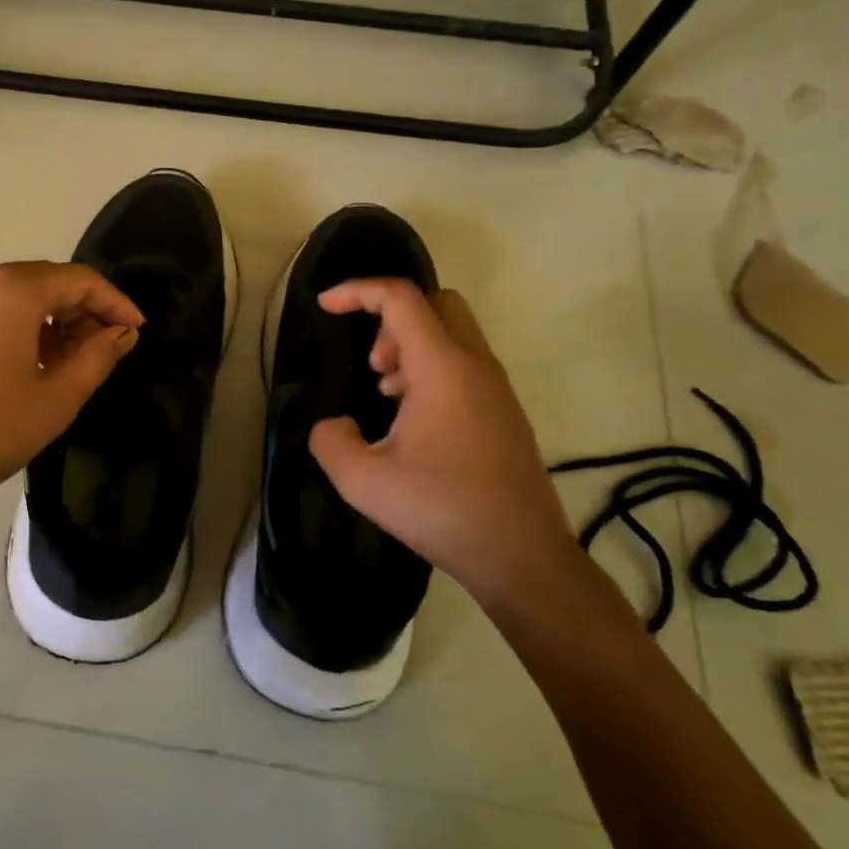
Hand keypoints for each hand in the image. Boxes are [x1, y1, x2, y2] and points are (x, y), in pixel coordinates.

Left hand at [0, 261, 143, 518]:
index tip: (135, 329)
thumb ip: (97, 357)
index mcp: (9, 292)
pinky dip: (5, 327)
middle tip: (100, 346)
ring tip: (58, 361)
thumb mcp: (56, 400)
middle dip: (77, 309)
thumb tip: (120, 332)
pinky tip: (10, 366)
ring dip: (41, 320)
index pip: (78, 279)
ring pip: (6, 296)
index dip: (113, 302)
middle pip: (40, 281)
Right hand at [306, 278, 581, 610]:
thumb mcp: (363, 481)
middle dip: (392, 318)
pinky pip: (464, 364)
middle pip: (436, 303)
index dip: (357, 291)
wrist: (522, 557)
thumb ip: (329, 441)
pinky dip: (431, 370)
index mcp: (442, 367)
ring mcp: (496, 388)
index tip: (325, 306)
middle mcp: (475, 365)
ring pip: (453, 333)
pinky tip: (411, 420)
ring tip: (385, 393)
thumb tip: (334, 425)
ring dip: (411, 347)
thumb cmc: (442, 510)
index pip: (400, 298)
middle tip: (371, 363)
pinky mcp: (504, 412)